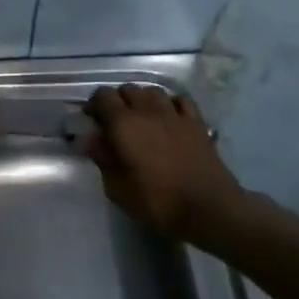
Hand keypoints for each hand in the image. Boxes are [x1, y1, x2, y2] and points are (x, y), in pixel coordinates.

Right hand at [81, 85, 244, 243]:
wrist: (209, 209)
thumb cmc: (157, 201)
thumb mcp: (117, 187)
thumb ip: (102, 158)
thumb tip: (90, 138)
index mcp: (123, 124)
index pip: (103, 97)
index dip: (94, 104)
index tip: (91, 120)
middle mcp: (148, 111)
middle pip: (128, 89)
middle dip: (117, 100)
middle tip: (114, 121)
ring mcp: (175, 114)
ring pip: (153, 91)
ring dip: (142, 99)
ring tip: (141, 116)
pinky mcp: (197, 123)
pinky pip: (180, 100)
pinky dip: (170, 103)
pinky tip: (169, 116)